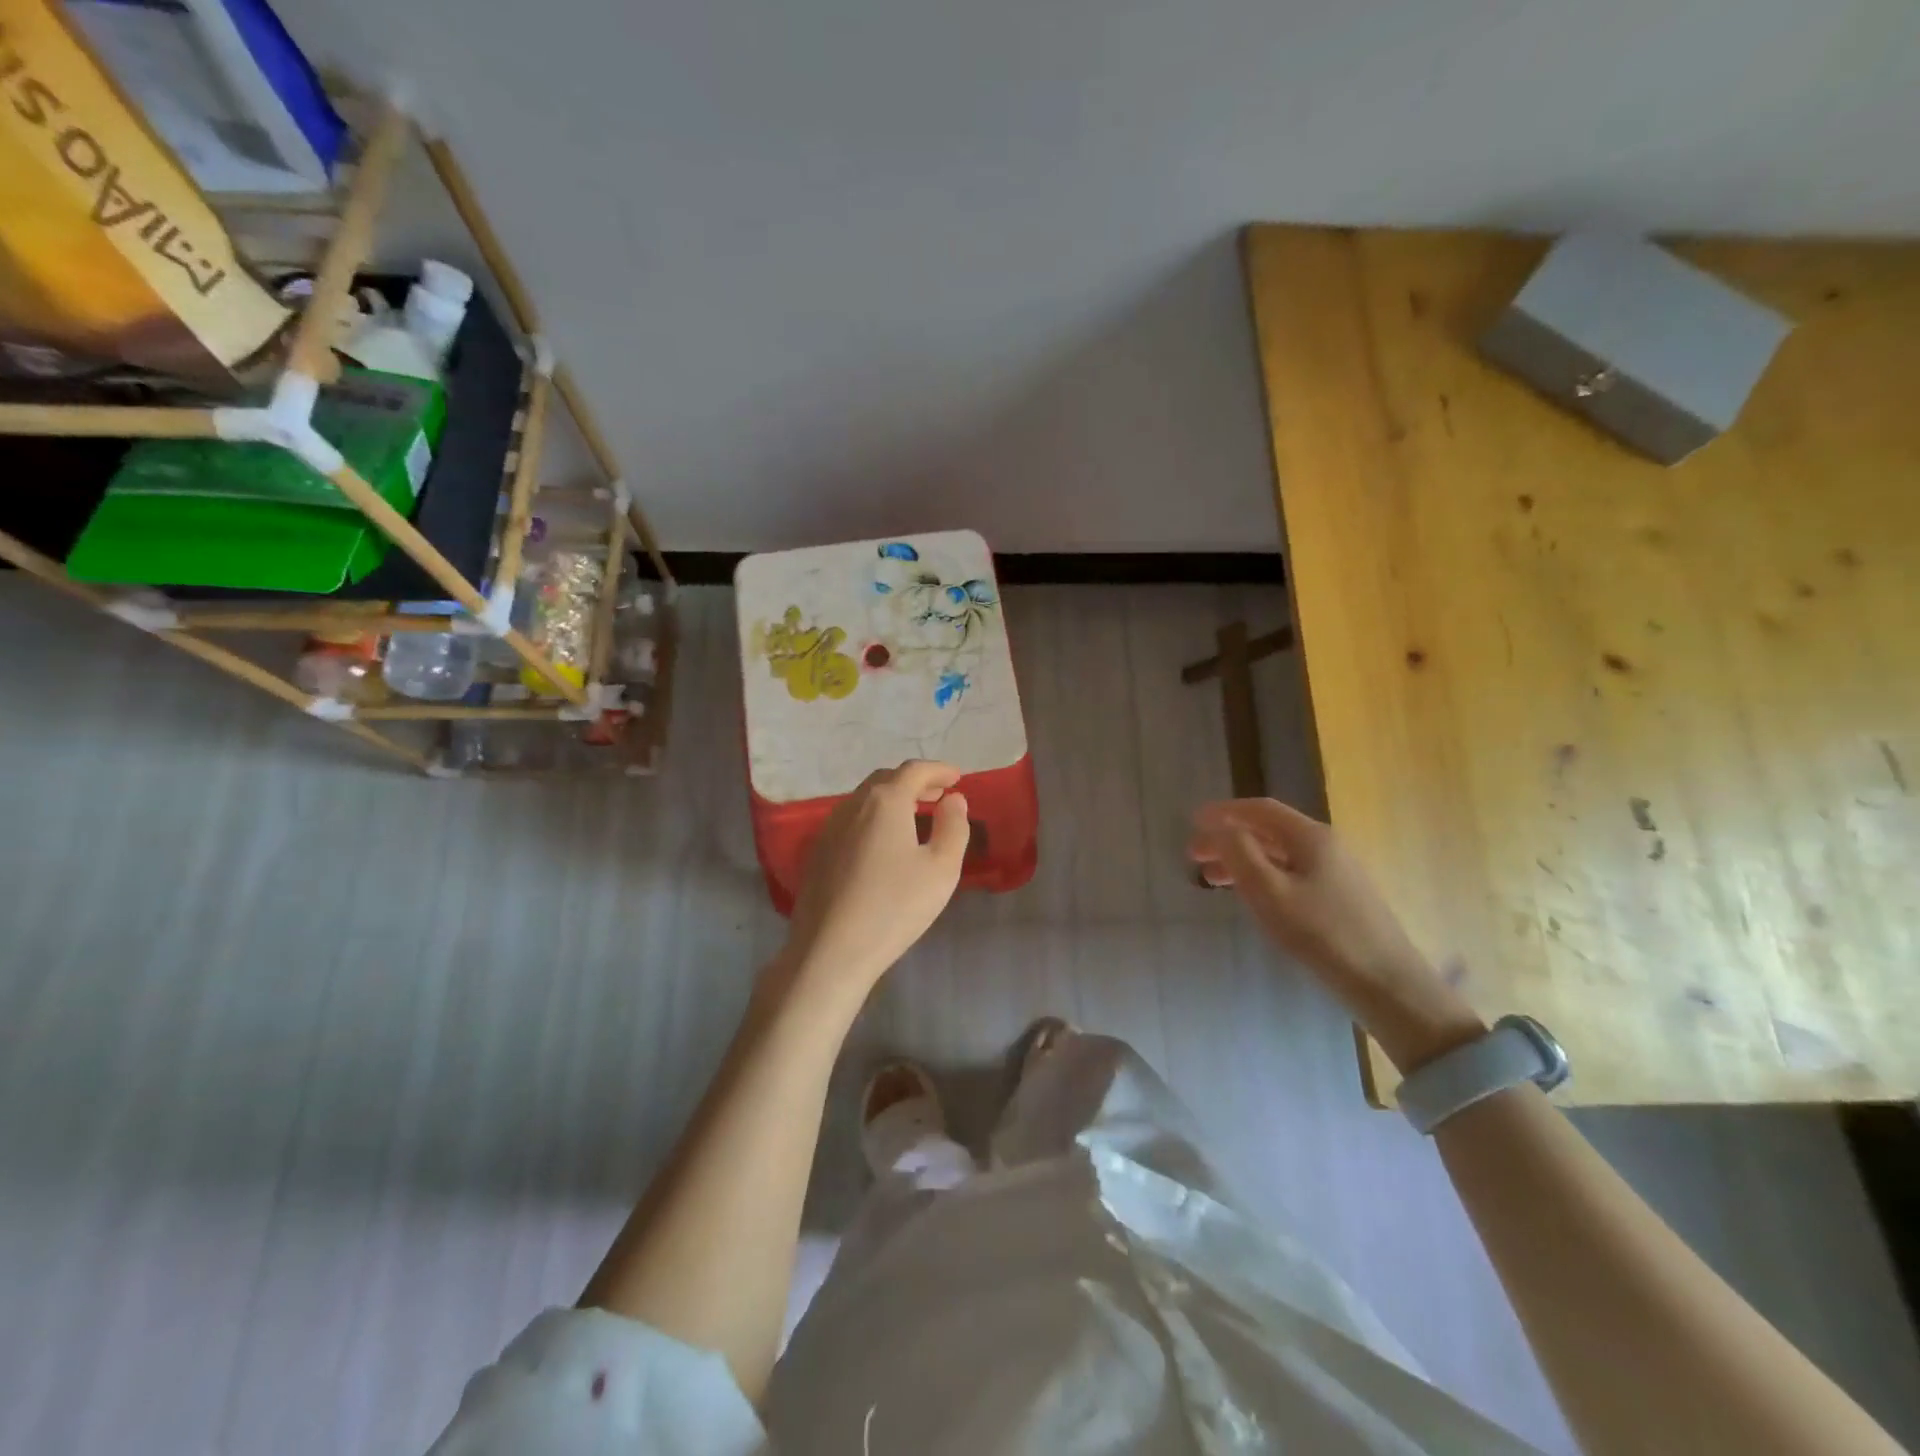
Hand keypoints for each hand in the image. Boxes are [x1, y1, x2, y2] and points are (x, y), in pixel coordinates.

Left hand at [780, 761, 970, 1000]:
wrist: (830, 950)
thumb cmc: (895, 906)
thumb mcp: (941, 868)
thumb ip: (953, 827)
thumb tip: (953, 800)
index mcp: (885, 802)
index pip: (915, 771)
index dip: (939, 770)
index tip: (957, 777)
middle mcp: (853, 805)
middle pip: (886, 779)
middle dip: (915, 782)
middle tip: (938, 794)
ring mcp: (830, 828)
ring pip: (865, 799)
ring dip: (892, 799)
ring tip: (915, 814)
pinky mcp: (818, 852)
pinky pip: (851, 820)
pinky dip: (874, 817)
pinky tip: (884, 842)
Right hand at [1188, 799, 1482, 1071]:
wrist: (1386, 984)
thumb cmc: (1321, 934)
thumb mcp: (1269, 892)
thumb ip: (1239, 853)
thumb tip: (1220, 826)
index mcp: (1311, 837)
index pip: (1260, 809)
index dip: (1224, 812)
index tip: (1192, 821)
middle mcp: (1327, 846)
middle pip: (1269, 831)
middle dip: (1229, 838)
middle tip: (1195, 855)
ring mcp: (1337, 872)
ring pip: (1280, 854)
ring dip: (1243, 859)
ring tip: (1213, 879)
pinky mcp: (1342, 898)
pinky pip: (1292, 873)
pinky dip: (1263, 876)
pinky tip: (1252, 896)